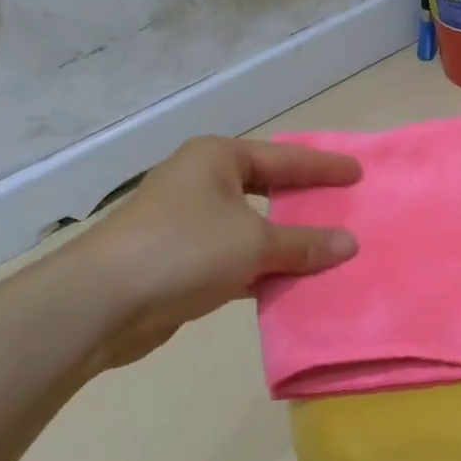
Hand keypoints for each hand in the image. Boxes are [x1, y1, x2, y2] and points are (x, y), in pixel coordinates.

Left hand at [76, 136, 360, 367]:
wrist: (102, 302)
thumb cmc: (184, 250)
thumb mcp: (255, 243)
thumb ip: (305, 243)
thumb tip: (350, 244)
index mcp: (217, 160)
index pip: (285, 158)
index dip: (323, 167)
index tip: (358, 173)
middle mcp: (202, 183)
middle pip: (268, 189)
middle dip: (304, 203)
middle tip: (344, 208)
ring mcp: (188, 223)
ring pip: (252, 228)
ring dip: (286, 242)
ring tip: (329, 249)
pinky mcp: (182, 261)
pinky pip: (236, 259)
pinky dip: (263, 269)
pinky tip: (292, 283)